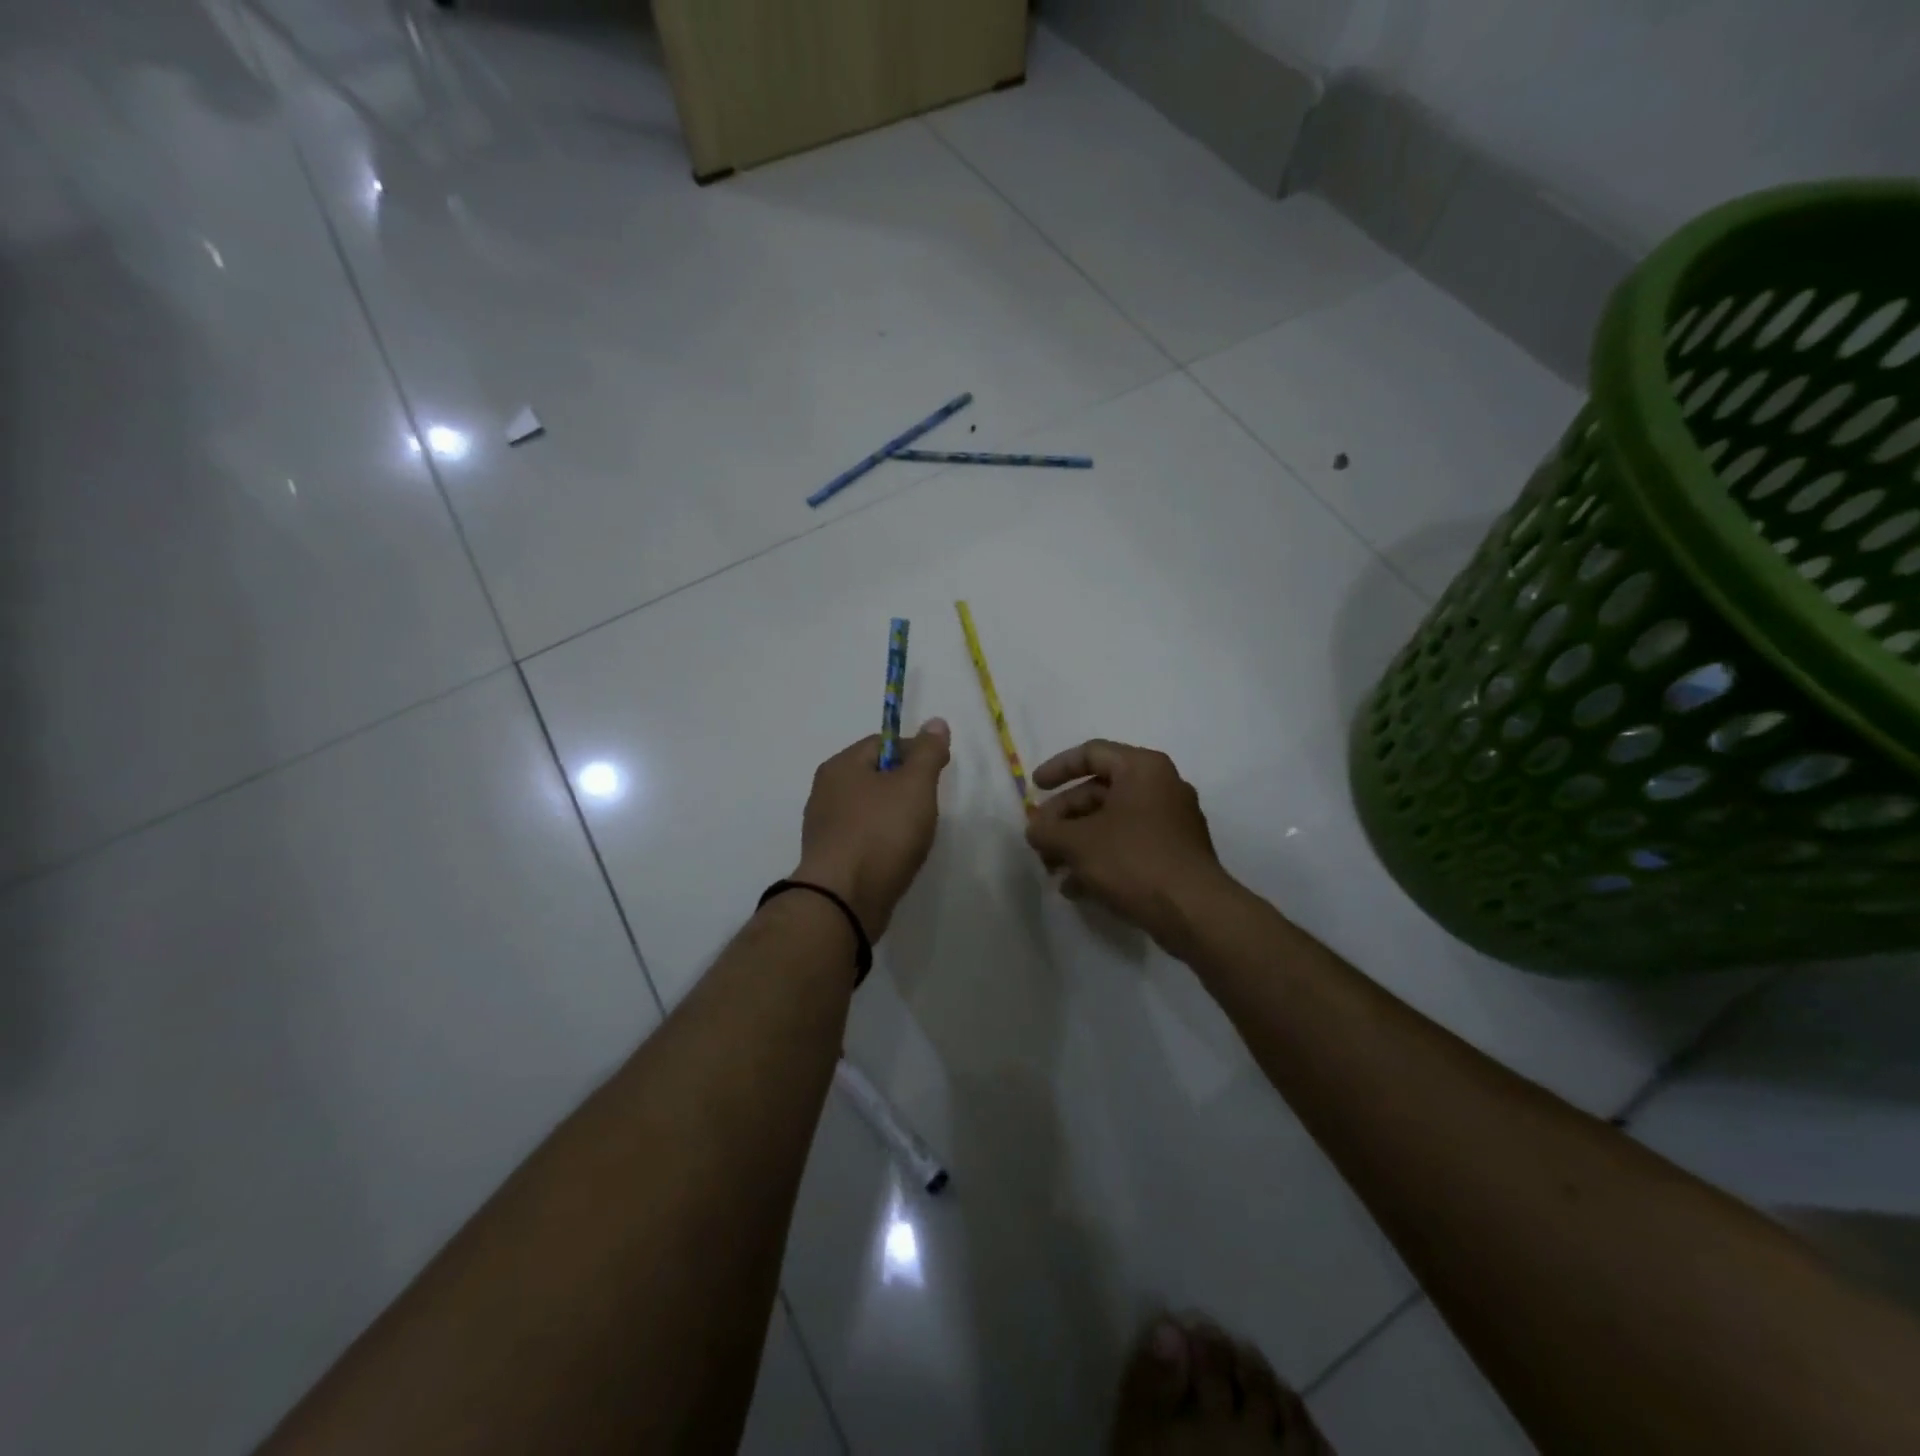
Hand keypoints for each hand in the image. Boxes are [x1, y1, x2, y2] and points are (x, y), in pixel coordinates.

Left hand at [793, 720, 951, 938]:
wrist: (844, 900)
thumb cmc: (881, 833)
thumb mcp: (915, 786)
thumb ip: (928, 753)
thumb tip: (936, 722)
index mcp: (841, 766)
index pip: (882, 742)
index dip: (914, 752)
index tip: (937, 772)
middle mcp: (825, 791)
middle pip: (874, 776)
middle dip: (905, 787)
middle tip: (928, 806)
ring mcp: (824, 827)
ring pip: (868, 809)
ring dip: (894, 816)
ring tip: (915, 835)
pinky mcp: (829, 858)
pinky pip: (862, 837)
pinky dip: (881, 841)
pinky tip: (896, 856)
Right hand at [1024, 739, 1231, 950]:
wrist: (1194, 912)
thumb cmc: (1134, 860)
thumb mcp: (1078, 843)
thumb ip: (1047, 830)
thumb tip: (1034, 830)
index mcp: (1143, 769)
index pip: (1091, 753)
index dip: (1057, 768)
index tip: (1034, 788)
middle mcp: (1161, 787)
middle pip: (1099, 792)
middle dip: (1063, 818)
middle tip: (1039, 840)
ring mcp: (1172, 822)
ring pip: (1112, 822)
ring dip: (1077, 843)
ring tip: (1051, 869)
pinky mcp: (1175, 854)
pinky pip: (1129, 845)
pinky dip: (1101, 859)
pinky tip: (1076, 888)